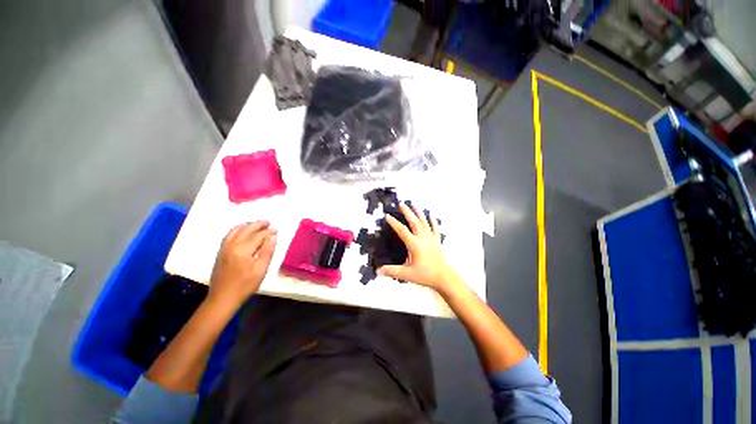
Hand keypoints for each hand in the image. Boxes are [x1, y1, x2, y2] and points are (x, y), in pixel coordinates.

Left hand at [207, 221, 276, 310]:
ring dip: (248, 225)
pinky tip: (243, 232)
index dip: (269, 232)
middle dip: (258, 224)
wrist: (222, 298)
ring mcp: (224, 248)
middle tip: (269, 223)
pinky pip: (229, 235)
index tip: (277, 231)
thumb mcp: (261, 270)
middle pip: (246, 229)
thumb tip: (273, 237)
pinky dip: (238, 230)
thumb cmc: (245, 286)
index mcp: (243, 250)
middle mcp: (232, 245)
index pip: (258, 235)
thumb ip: (267, 251)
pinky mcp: (220, 252)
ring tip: (257, 225)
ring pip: (236, 230)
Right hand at [378, 203, 460, 291]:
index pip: (402, 230)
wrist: (443, 278)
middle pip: (414, 221)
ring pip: (424, 222)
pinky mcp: (437, 241)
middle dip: (407, 212)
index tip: (387, 216)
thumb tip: (378, 270)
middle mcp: (423, 238)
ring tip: (414, 204)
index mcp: (414, 244)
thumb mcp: (407, 274)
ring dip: (418, 212)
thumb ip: (392, 271)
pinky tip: (431, 215)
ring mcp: (431, 238)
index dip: (394, 223)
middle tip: (401, 204)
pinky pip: (435, 228)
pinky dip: (432, 220)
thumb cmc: (426, 275)